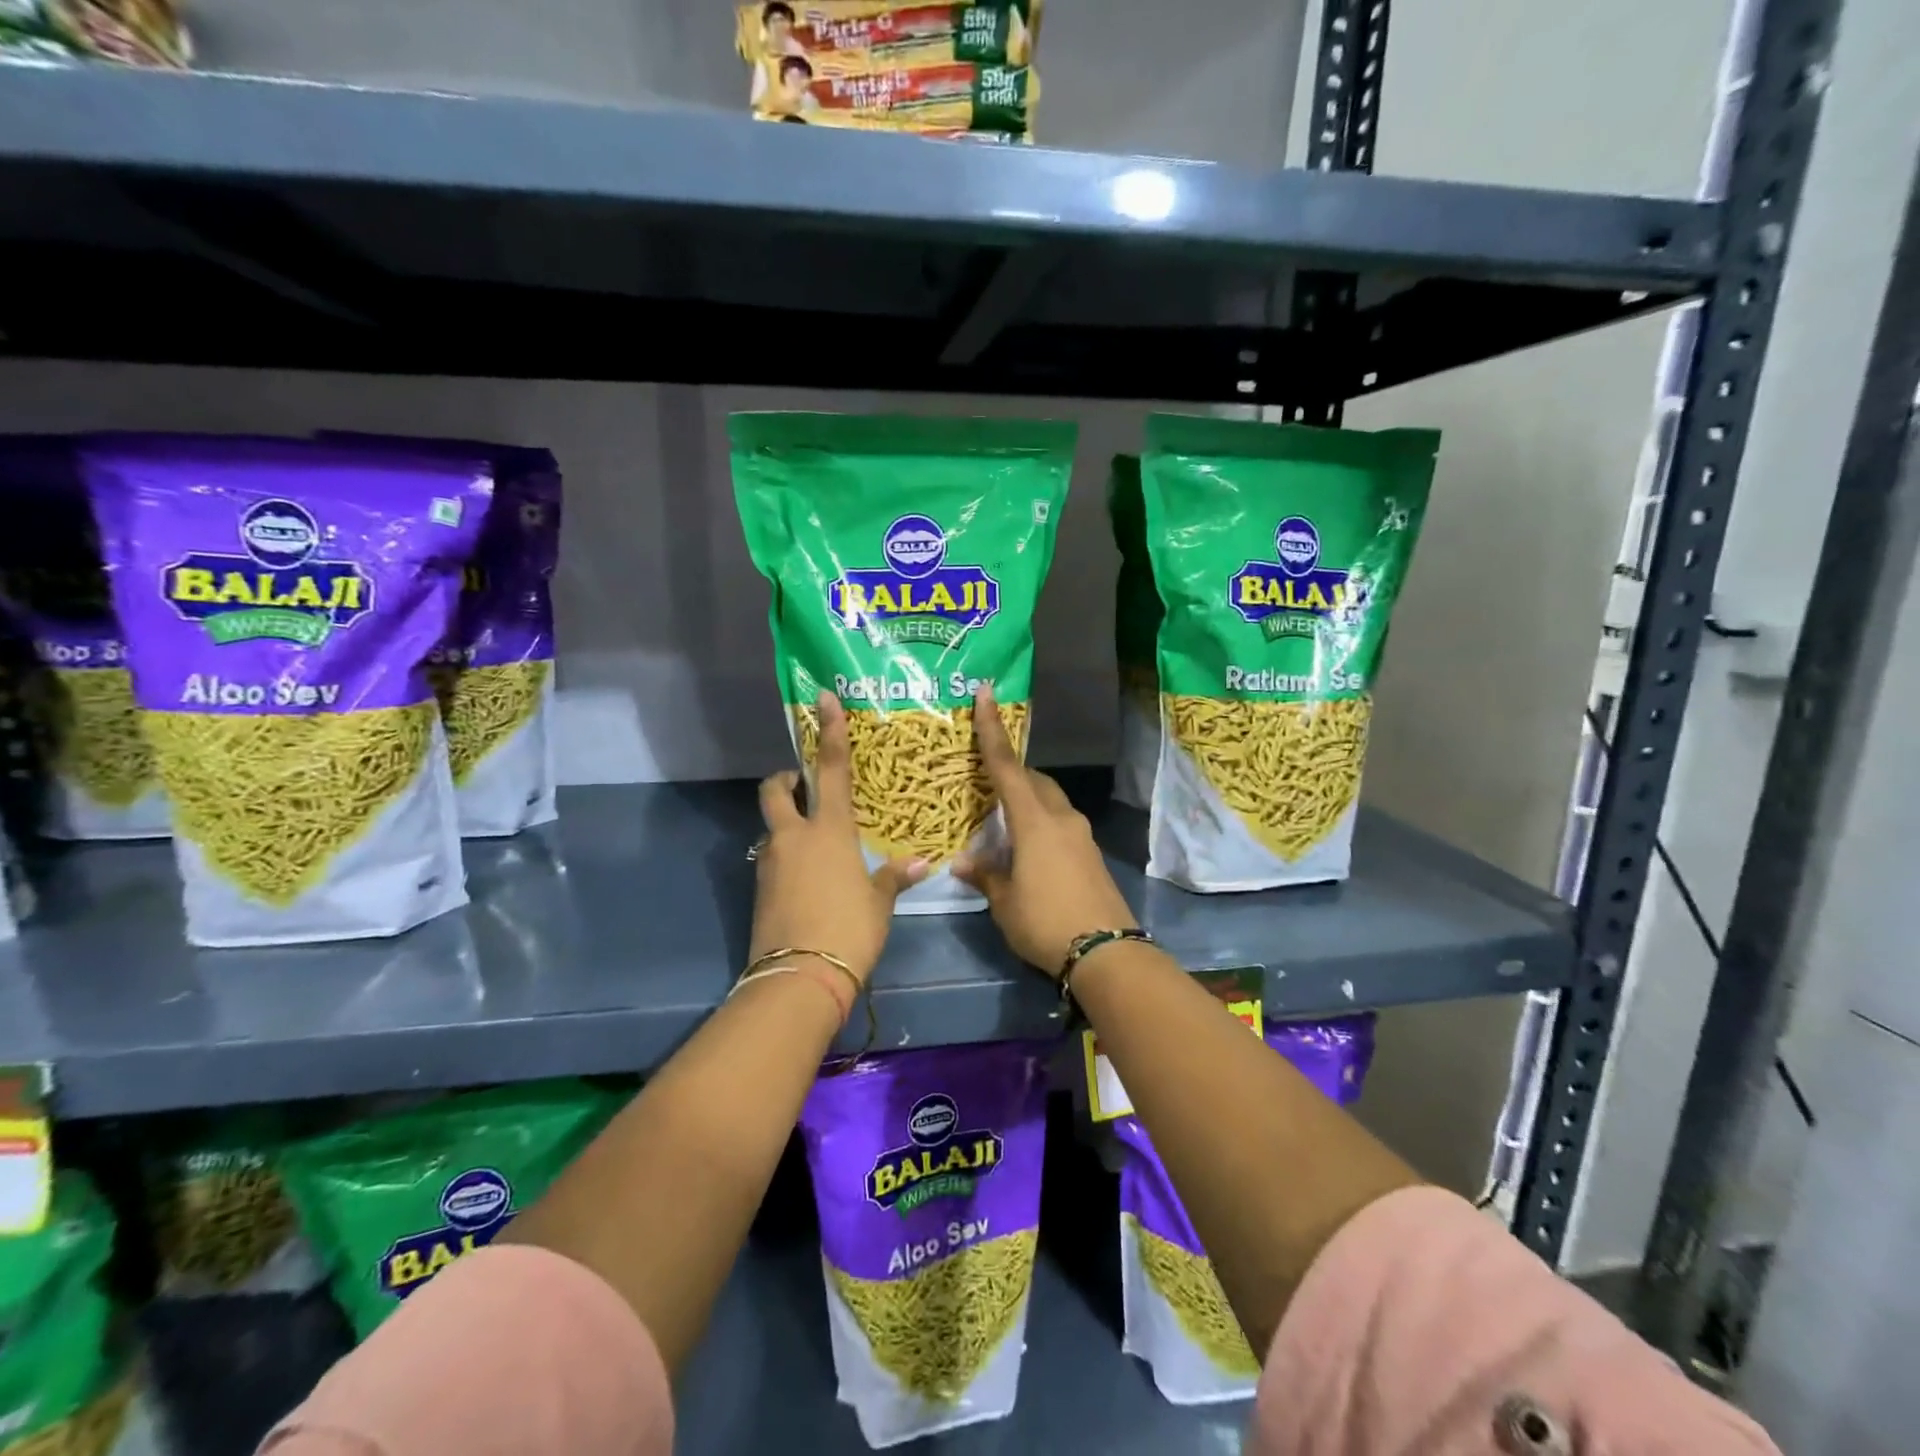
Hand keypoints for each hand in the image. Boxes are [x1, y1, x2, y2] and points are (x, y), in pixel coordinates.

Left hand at [750, 693, 926, 983]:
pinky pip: (772, 859)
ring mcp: (770, 863)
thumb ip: (894, 877)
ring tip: (816, 844)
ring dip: (788, 823)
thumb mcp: (879, 903)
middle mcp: (793, 837)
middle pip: (776, 790)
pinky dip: (787, 857)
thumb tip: (921, 863)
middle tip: (802, 784)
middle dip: (785, 779)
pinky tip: (808, 878)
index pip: (829, 769)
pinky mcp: (760, 889)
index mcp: (829, 830)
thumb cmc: (849, 930)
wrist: (798, 979)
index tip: (824, 699)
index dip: (829, 731)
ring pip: (773, 827)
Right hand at [953, 685, 1135, 977]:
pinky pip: (1060, 824)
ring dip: (1027, 801)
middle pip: (1034, 780)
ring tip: (1003, 823)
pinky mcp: (1091, 855)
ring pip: (1050, 802)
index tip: (987, 694)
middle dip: (1012, 774)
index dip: (992, 729)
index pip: (1006, 766)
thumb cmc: (1046, 922)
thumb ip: (986, 875)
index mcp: (1034, 821)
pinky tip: (1027, 851)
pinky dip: (1041, 824)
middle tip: (987, 783)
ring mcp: (1081, 835)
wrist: (1107, 952)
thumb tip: (963, 861)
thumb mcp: (1005, 902)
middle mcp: (1061, 818)